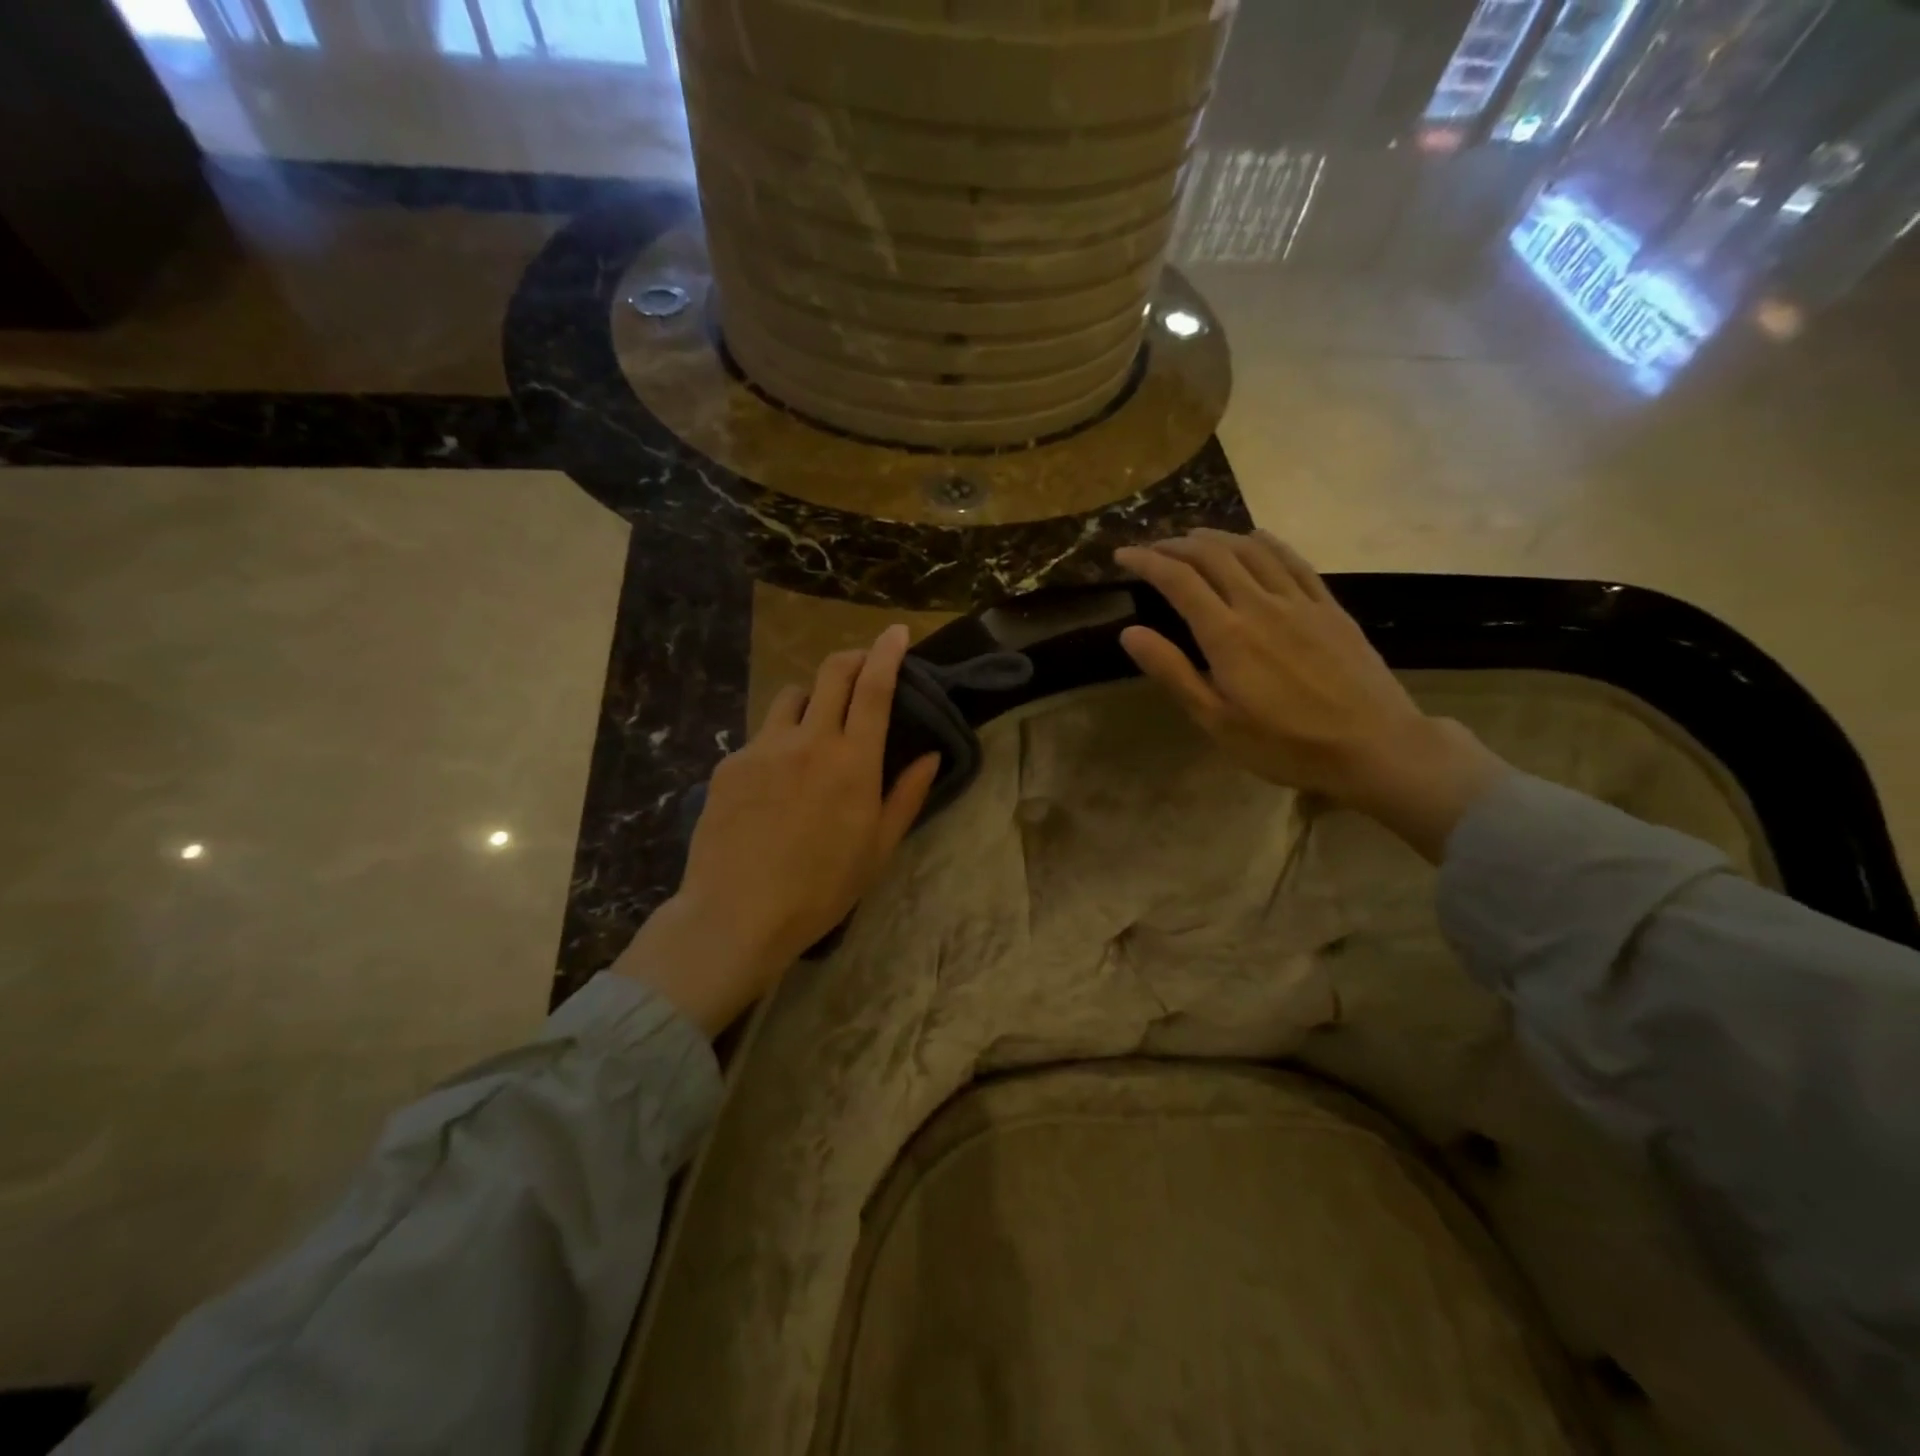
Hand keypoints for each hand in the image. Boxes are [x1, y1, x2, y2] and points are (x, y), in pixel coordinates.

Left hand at [614, 625, 939, 1034]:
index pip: (874, 688)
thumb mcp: (879, 848)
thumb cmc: (822, 887)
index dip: (887, 653)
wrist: (738, 913)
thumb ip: (907, 795)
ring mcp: (763, 747)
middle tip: (862, 666)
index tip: (896, 633)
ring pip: (790, 697)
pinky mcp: (729, 763)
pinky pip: (760, 736)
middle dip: (851, 658)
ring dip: (811, 698)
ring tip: (815, 727)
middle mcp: (808, 740)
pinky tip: (775, 781)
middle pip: (830, 673)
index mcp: (852, 761)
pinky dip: (778, 742)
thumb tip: (930, 756)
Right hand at [1113, 530, 1506, 860]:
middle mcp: (1260, 605)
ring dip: (1217, 537)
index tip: (1123, 555)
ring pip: (1252, 550)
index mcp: (1227, 635)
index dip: (1147, 562)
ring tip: (1193, 537)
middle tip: (1153, 546)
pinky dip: (1266, 542)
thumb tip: (1130, 633)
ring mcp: (1300, 601)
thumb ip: (1172, 672)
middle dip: (1177, 544)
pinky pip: (1294, 560)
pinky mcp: (1329, 607)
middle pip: (1214, 555)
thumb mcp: (1216, 720)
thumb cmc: (1285, 744)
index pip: (1178, 581)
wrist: (1374, 746)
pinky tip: (1254, 539)